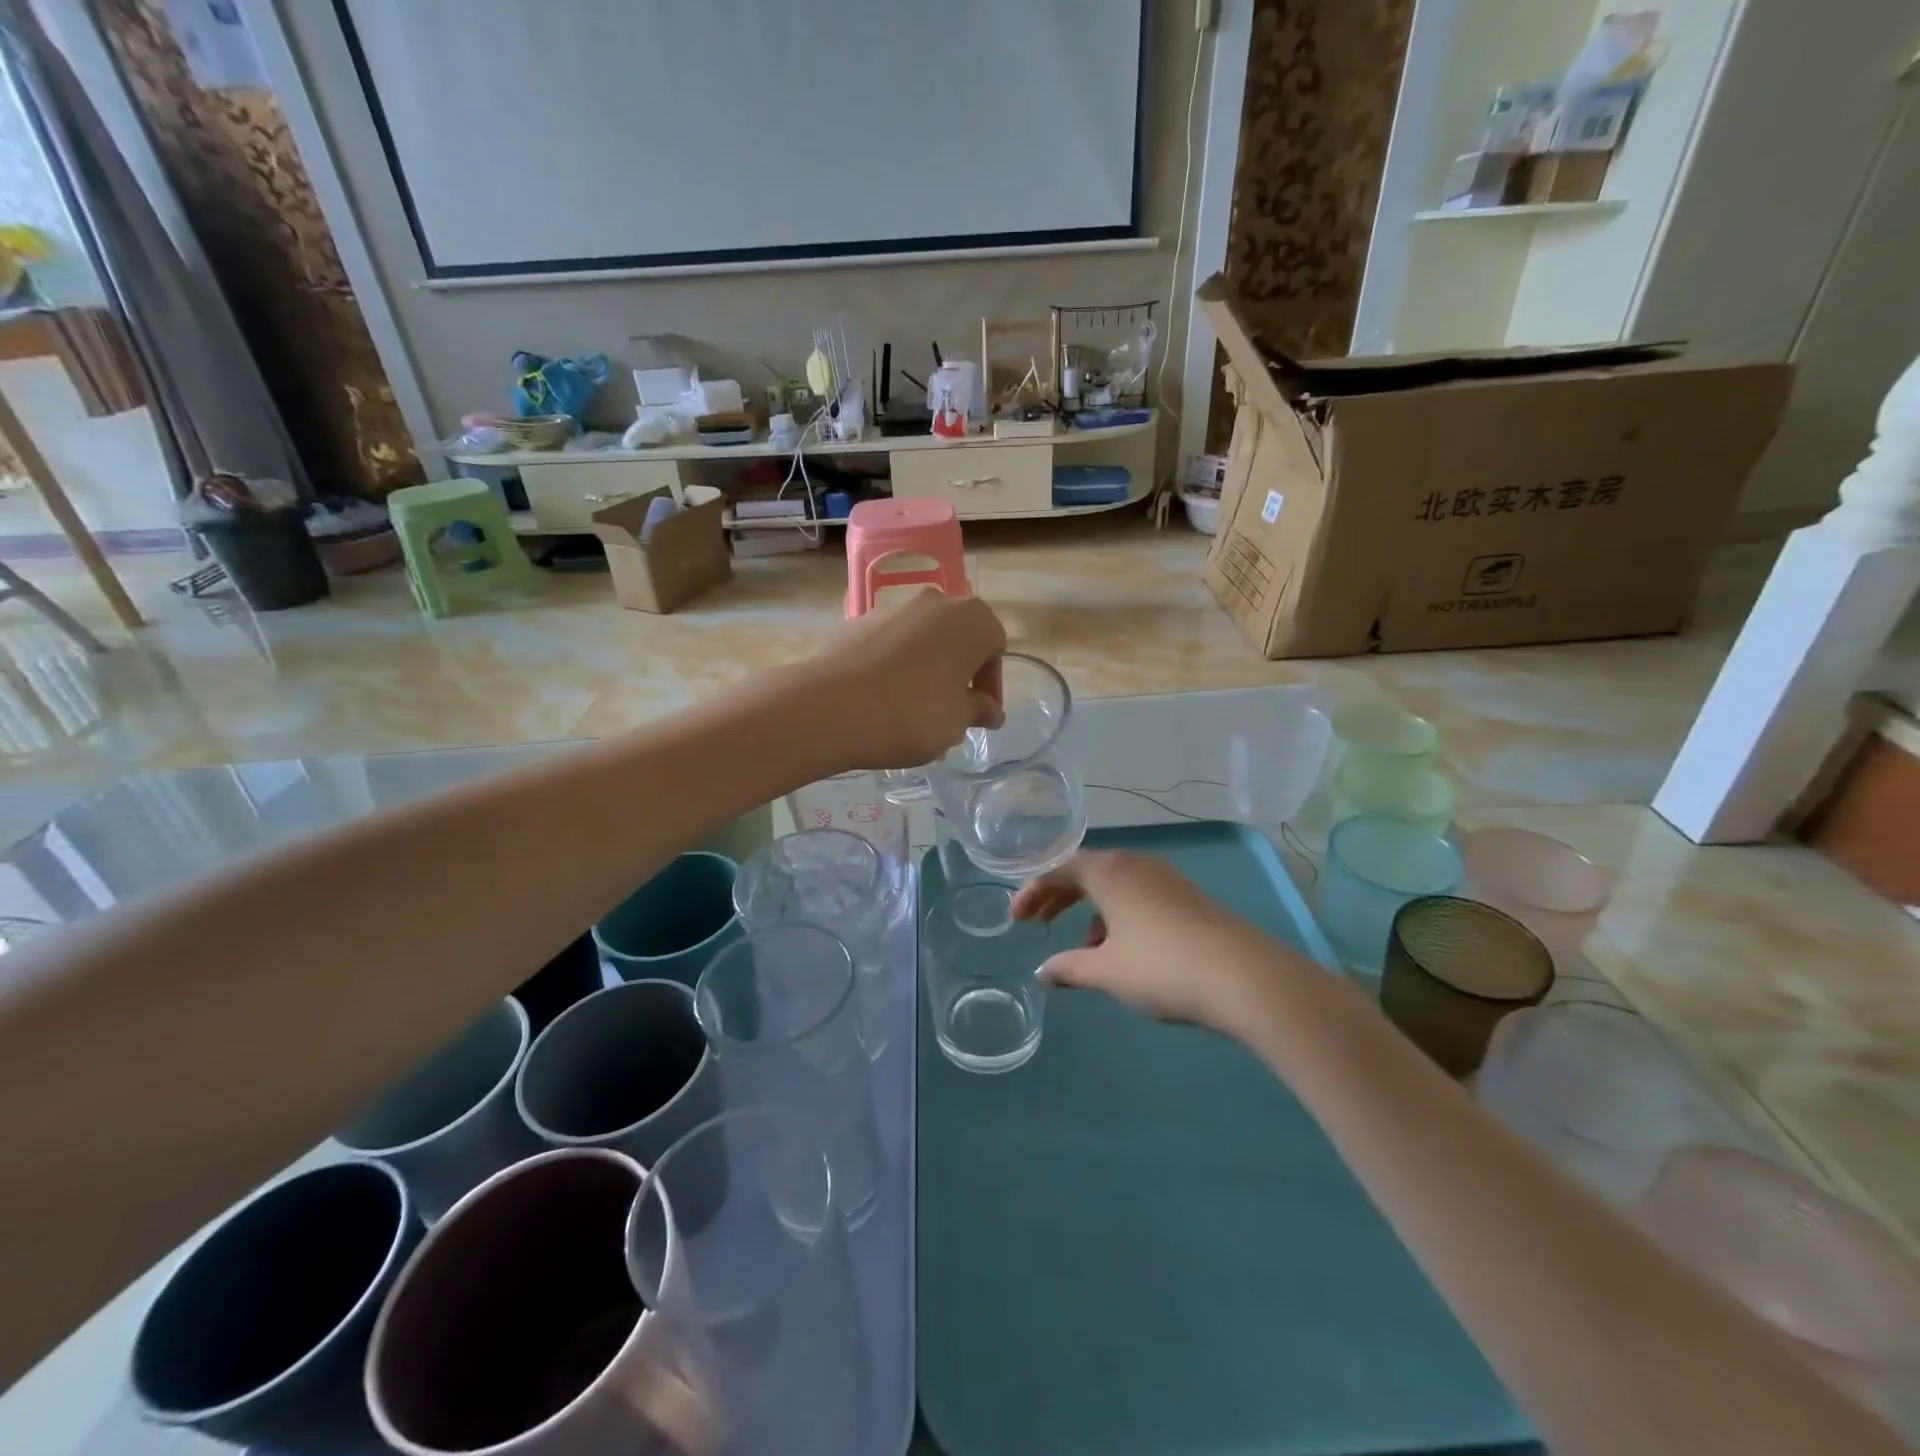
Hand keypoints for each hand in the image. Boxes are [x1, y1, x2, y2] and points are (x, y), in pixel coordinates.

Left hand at [804, 592, 1006, 771]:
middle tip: (951, 710)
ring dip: (927, 667)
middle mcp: (936, 602)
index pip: (996, 648)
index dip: (990, 684)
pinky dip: (894, 665)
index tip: (979, 715)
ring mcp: (893, 608)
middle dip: (959, 672)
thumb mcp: (957, 722)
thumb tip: (991, 711)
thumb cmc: (913, 714)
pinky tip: (881, 699)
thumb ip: (979, 710)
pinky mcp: (857, 622)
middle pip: (959, 637)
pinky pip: (890, 644)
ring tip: (913, 709)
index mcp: (972, 620)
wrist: (831, 708)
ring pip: (923, 639)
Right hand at [1010, 850, 1309, 1036]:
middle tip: (1037, 922)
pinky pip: (1139, 896)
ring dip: (1090, 910)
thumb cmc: (1161, 967)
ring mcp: (1166, 879)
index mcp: (1109, 872)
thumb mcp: (1106, 971)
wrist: (1243, 976)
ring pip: (1115, 885)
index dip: (1032, 891)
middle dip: (1058, 896)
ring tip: (1084, 947)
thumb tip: (1043, 971)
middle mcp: (1136, 865)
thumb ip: (1069, 967)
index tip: (1015, 919)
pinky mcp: (1188, 898)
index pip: (1059, 869)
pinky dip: (1119, 916)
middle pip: (1086, 872)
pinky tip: (1124, 952)